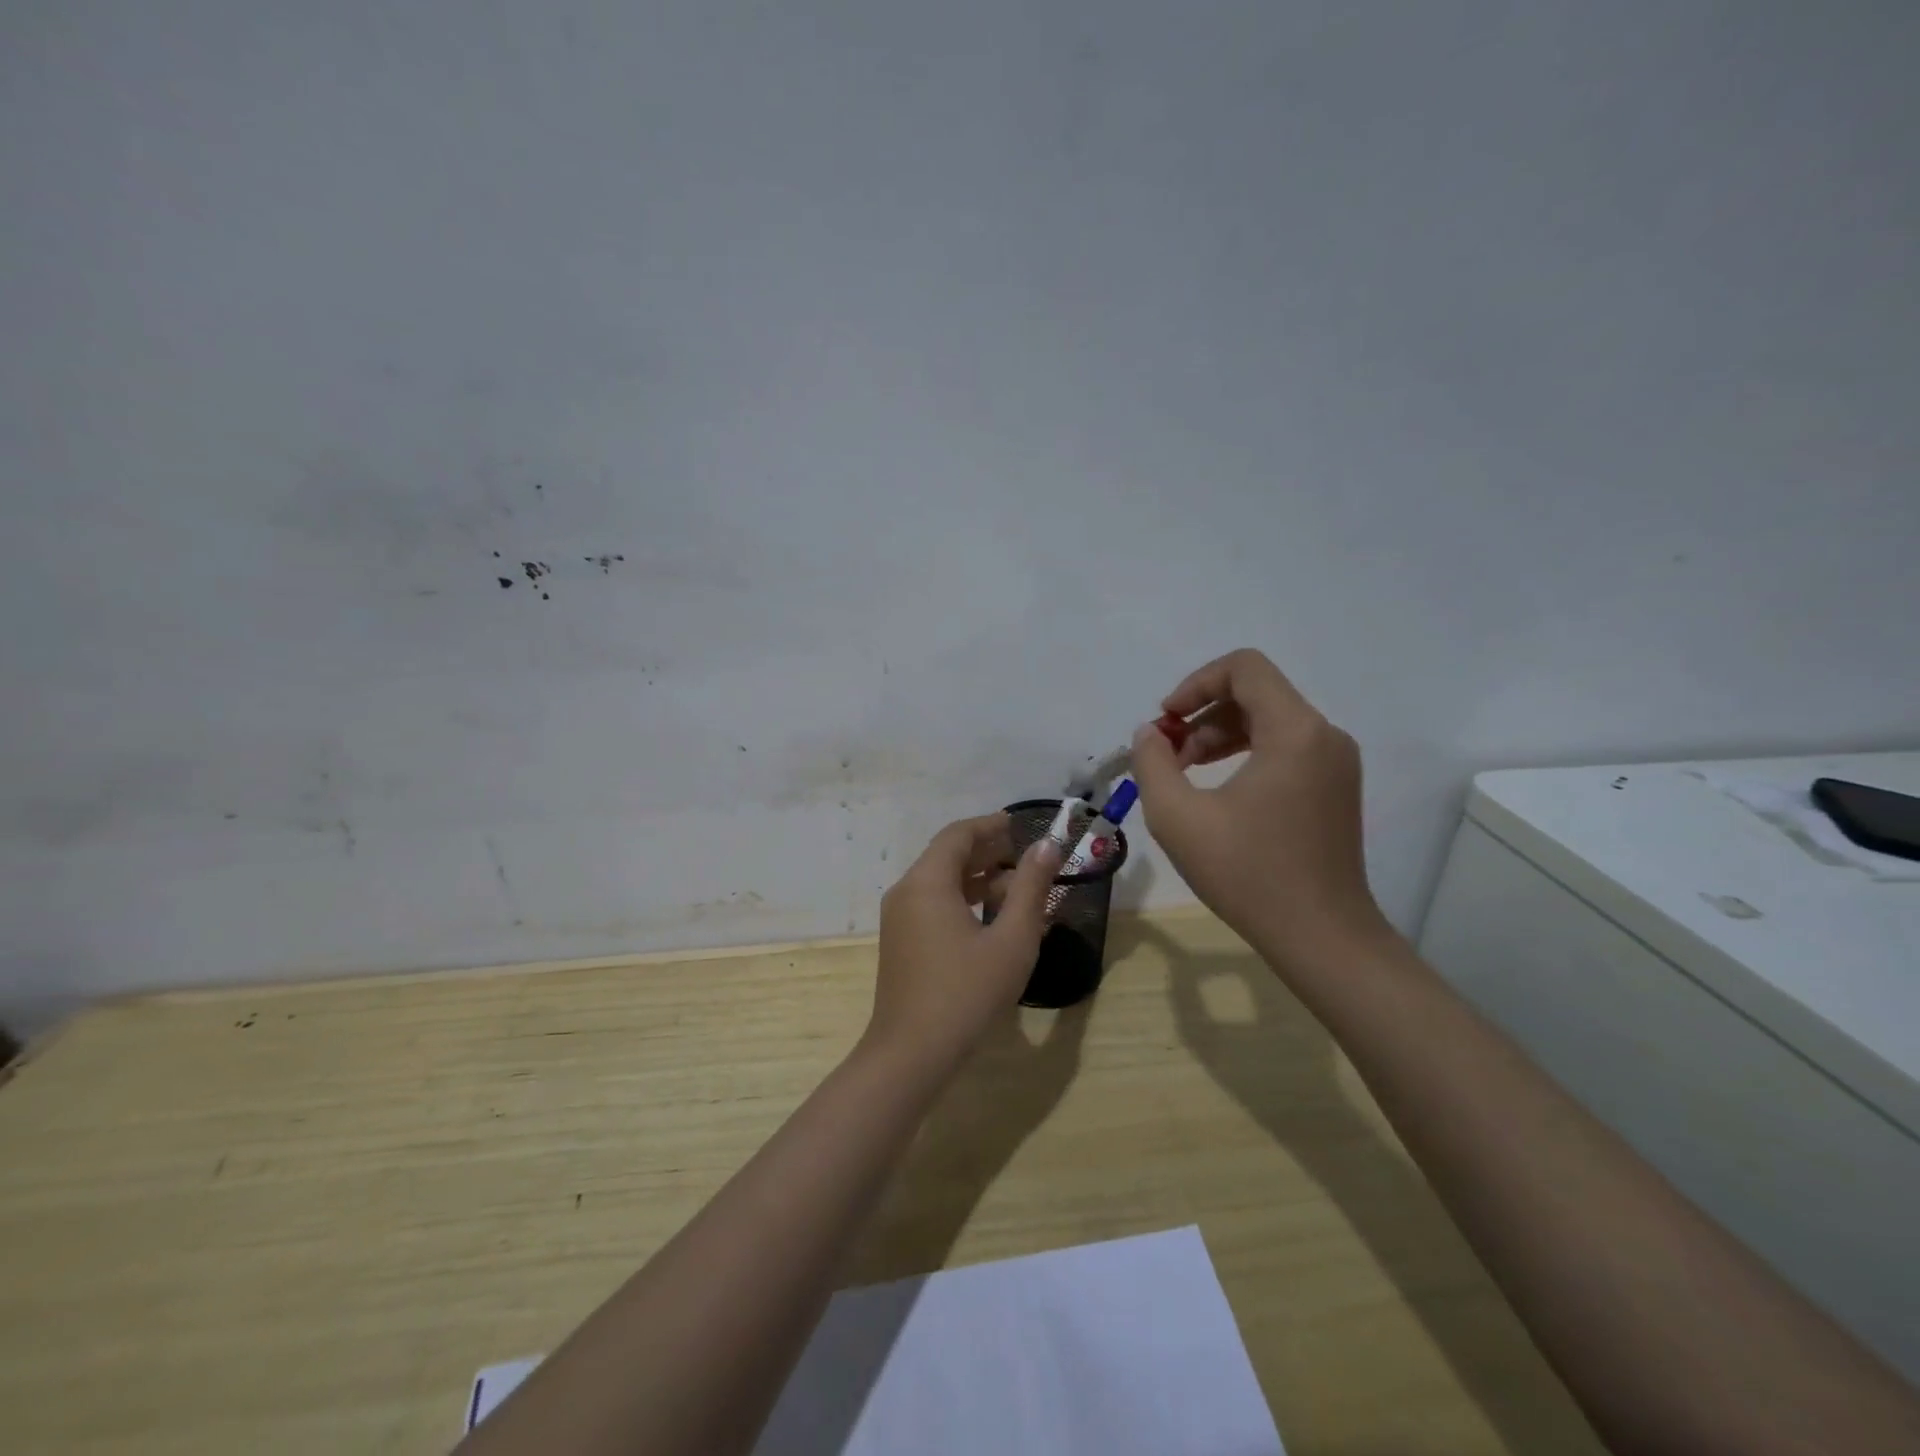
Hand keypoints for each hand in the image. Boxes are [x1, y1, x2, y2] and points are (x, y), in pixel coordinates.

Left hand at [866, 814, 1061, 1071]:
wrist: (911, 1053)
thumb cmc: (966, 992)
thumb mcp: (1012, 939)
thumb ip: (1031, 888)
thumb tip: (1048, 847)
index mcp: (927, 881)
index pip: (958, 834)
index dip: (991, 826)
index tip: (1022, 826)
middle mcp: (906, 890)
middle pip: (948, 855)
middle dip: (988, 852)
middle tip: (1028, 857)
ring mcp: (899, 917)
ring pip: (941, 881)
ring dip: (978, 879)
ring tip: (1019, 890)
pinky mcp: (901, 941)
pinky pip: (933, 904)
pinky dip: (962, 900)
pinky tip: (992, 920)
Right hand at [1129, 649, 1390, 971]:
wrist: (1321, 937)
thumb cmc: (1248, 874)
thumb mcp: (1178, 817)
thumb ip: (1153, 763)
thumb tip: (1150, 734)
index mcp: (1295, 731)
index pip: (1244, 668)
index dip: (1196, 683)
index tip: (1164, 720)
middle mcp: (1324, 735)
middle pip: (1256, 692)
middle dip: (1202, 713)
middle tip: (1167, 753)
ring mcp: (1336, 762)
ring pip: (1270, 720)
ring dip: (1220, 734)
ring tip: (1184, 771)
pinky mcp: (1335, 787)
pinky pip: (1286, 747)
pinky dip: (1245, 753)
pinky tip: (1216, 788)